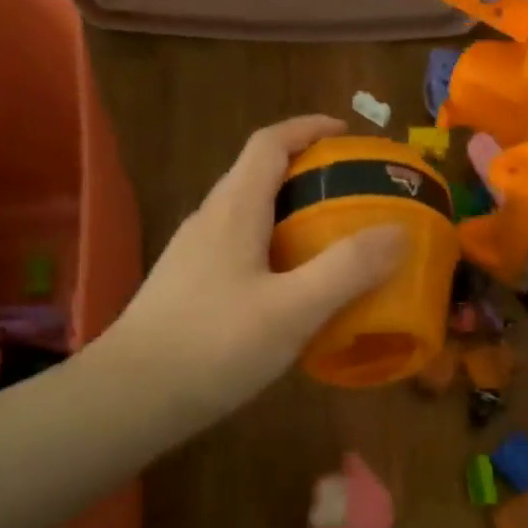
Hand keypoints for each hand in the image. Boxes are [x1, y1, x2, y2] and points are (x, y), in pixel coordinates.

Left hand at [100, 115, 406, 426]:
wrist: (129, 399)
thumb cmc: (213, 346)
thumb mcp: (292, 309)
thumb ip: (347, 269)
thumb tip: (398, 231)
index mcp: (233, 210)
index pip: (269, 143)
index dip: (309, 129)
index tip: (349, 135)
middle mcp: (209, 221)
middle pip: (258, 175)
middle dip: (307, 171)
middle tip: (354, 193)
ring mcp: (192, 255)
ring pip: (248, 215)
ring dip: (290, 212)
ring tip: (331, 239)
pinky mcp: (188, 288)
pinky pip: (239, 249)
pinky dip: (274, 249)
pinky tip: (292, 290)